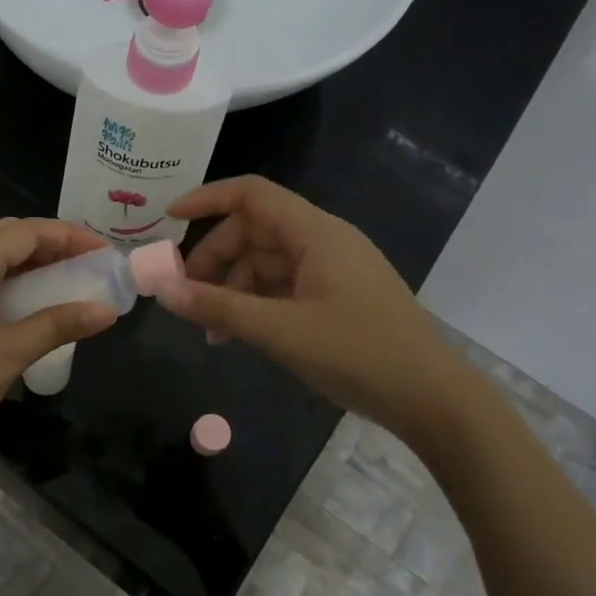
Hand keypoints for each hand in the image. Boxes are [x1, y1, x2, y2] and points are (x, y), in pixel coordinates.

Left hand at [0, 218, 117, 481]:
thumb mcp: (9, 353)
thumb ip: (59, 324)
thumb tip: (107, 310)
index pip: (25, 231)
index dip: (69, 236)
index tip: (105, 253)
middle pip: (6, 236)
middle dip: (50, 243)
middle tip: (88, 264)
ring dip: (29, 262)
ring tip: (66, 279)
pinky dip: (10, 281)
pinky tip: (30, 304)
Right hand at [156, 177, 479, 443]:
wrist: (433, 400)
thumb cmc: (358, 353)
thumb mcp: (280, 331)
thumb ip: (219, 307)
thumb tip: (163, 291)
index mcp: (315, 233)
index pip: (252, 195)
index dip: (207, 199)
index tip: (168, 220)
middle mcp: (324, 241)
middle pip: (254, 231)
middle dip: (215, 259)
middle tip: (184, 294)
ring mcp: (333, 270)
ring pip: (267, 262)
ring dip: (233, 288)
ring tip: (209, 329)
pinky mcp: (338, 297)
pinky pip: (285, 286)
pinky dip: (256, 304)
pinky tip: (238, 335)